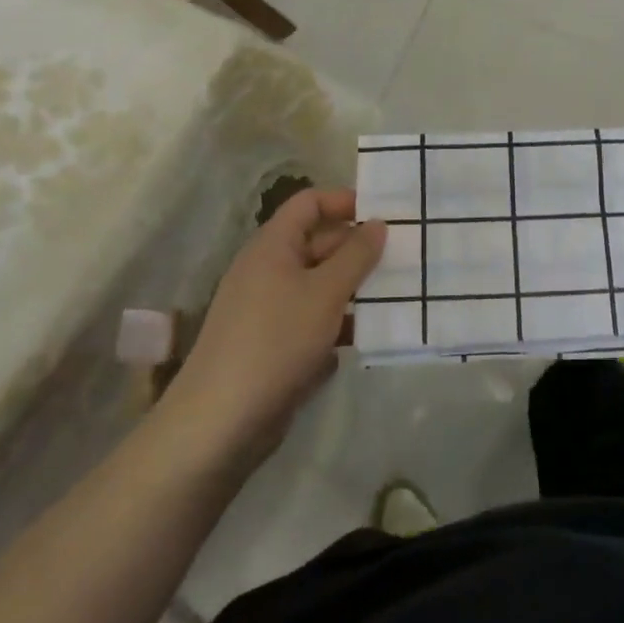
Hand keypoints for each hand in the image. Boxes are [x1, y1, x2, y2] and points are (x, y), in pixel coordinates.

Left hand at [167, 188, 384, 463]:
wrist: (221, 420)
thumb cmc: (276, 340)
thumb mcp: (326, 292)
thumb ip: (356, 255)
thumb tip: (377, 223)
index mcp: (273, 245)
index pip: (309, 203)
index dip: (344, 202)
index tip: (383, 216)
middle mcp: (267, 269)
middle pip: (317, 243)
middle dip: (357, 249)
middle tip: (402, 259)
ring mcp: (268, 308)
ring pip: (318, 284)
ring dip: (352, 288)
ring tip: (395, 296)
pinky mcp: (272, 343)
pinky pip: (311, 318)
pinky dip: (337, 322)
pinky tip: (364, 336)